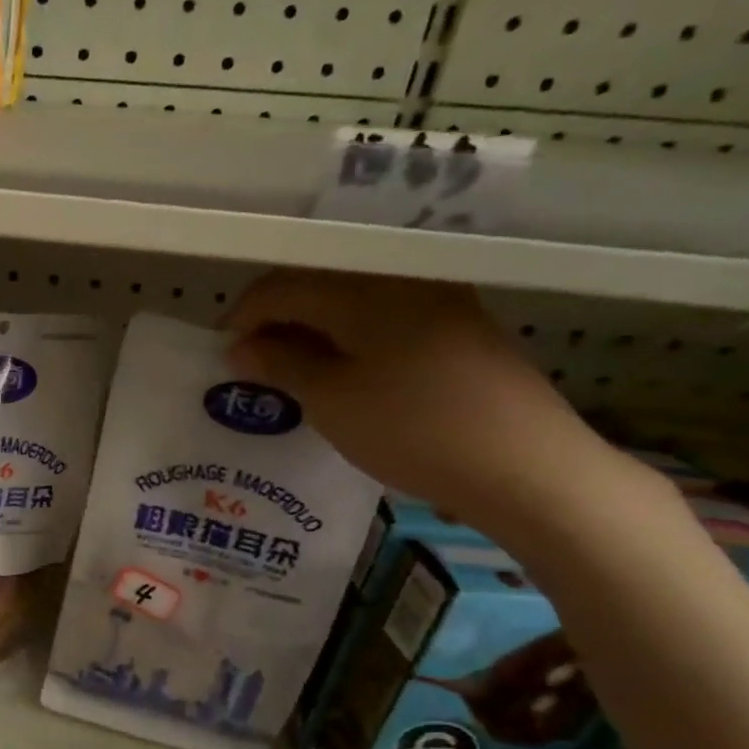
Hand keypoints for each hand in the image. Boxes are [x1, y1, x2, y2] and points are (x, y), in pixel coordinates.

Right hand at [226, 270, 620, 536]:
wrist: (526, 466)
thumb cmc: (413, 429)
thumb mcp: (331, 400)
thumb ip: (280, 364)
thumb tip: (240, 346)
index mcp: (363, 290)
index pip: (282, 286)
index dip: (243, 316)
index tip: (221, 352)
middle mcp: (400, 282)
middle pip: (317, 287)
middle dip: (275, 321)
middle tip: (250, 363)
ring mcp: (436, 303)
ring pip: (350, 304)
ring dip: (311, 332)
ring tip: (289, 372)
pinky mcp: (458, 329)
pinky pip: (383, 320)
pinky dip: (348, 340)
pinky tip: (340, 374)